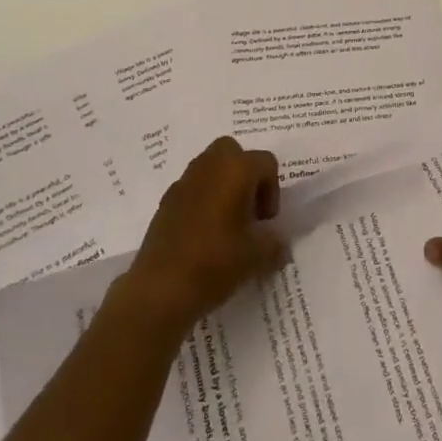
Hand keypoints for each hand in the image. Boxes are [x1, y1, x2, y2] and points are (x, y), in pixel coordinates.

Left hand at [122, 138, 287, 333]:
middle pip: (233, 152)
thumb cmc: (216, 262)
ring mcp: (184, 181)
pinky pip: (192, 188)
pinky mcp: (165, 201)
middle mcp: (209, 165)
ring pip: (210, 168)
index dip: (272, 191)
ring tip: (226, 224)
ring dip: (222, 186)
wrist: (161, 288)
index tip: (265, 222)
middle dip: (244, 175)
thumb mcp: (258, 257)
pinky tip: (203, 235)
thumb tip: (280, 244)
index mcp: (236, 169)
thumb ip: (275, 244)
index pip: (266, 162)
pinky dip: (202, 200)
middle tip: (247, 210)